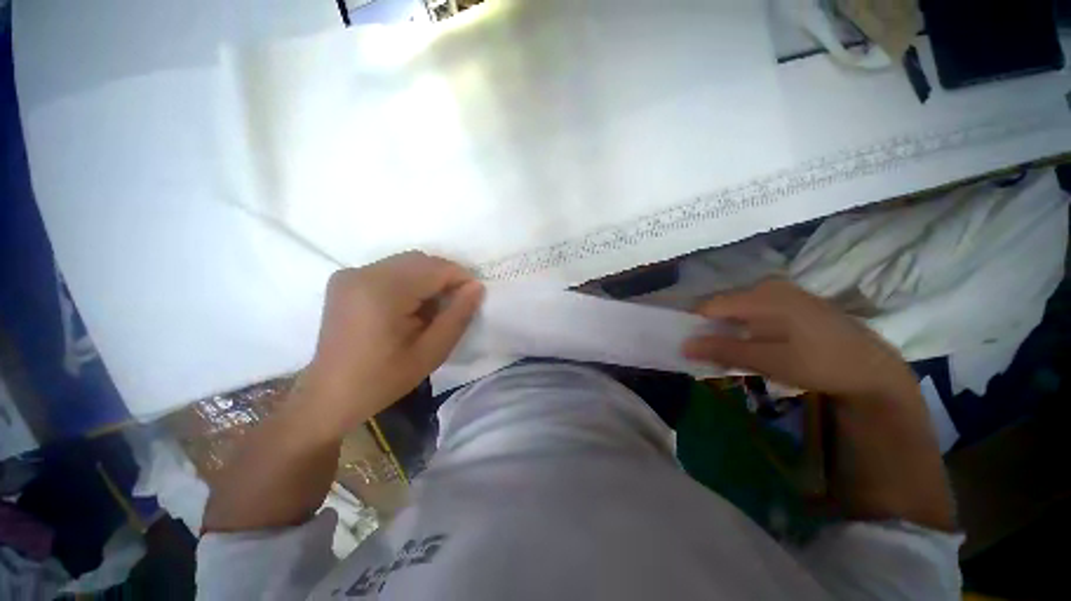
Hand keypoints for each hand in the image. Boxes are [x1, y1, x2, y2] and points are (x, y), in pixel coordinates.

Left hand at [296, 252, 483, 439]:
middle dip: (445, 278)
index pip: (435, 268)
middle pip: (421, 260)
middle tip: (454, 307)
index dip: (461, 279)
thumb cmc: (383, 379)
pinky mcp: (346, 279)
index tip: (472, 299)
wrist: (330, 396)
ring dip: (428, 280)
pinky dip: (410, 282)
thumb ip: (458, 316)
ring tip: (431, 310)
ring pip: (407, 263)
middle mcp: (363, 272)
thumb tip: (477, 286)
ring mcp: (351, 274)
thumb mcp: (431, 352)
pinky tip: (410, 308)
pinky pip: (391, 269)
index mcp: (382, 291)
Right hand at [682, 279, 915, 403]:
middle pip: (722, 307)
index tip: (690, 347)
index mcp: (762, 296)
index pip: (710, 305)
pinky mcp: (788, 302)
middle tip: (711, 356)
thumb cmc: (821, 363)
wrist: (873, 368)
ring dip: (727, 332)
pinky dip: (743, 329)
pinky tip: (752, 346)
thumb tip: (684, 345)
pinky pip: (752, 312)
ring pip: (736, 311)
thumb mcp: (770, 361)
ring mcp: (780, 293)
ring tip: (731, 354)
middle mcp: (767, 287)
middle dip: (712, 330)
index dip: (694, 325)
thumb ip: (724, 350)